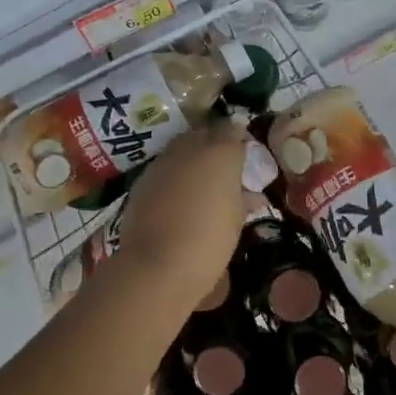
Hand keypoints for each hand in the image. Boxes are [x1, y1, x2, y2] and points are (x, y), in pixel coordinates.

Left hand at [114, 118, 248, 306]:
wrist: (156, 266)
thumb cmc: (209, 242)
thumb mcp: (236, 222)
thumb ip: (244, 200)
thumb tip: (252, 195)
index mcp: (220, 153)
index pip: (232, 129)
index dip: (239, 140)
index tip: (245, 157)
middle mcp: (190, 148)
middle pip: (204, 133)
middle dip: (214, 145)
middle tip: (223, 169)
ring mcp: (163, 161)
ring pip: (181, 147)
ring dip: (192, 159)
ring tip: (200, 184)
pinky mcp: (143, 178)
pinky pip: (163, 167)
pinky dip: (173, 175)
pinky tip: (177, 198)